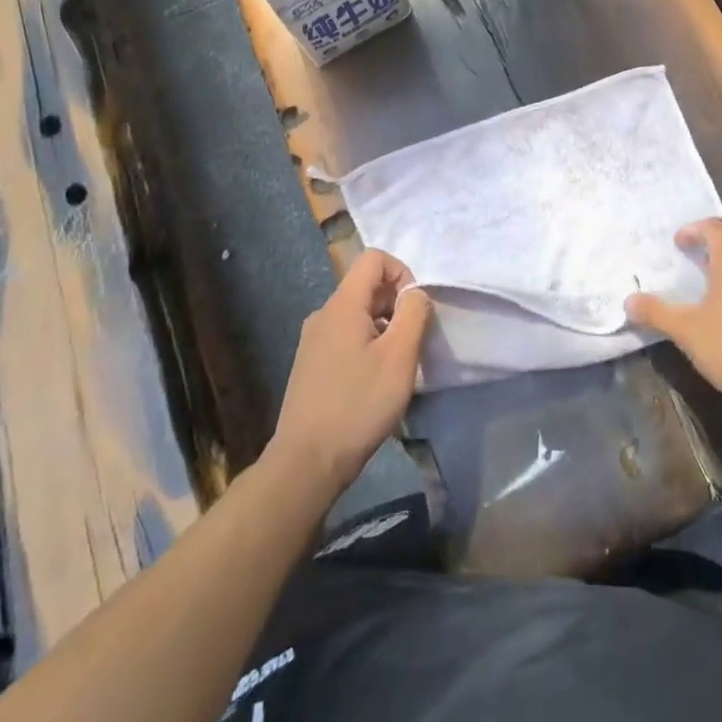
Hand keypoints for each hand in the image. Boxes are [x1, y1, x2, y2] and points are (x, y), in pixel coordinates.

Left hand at [269, 250, 432, 494]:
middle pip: (366, 286)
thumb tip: (415, 293)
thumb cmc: (358, 405)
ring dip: (383, 327)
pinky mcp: (310, 365)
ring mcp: (313, 340)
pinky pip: (345, 336)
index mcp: (342, 304)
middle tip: (412, 342)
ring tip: (395, 366)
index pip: (374, 259)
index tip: (415, 310)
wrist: (306, 463)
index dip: (402, 273)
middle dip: (395, 303)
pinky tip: (373, 382)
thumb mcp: (399, 357)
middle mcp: (323, 314)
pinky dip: (366, 345)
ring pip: (357, 314)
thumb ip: (414, 314)